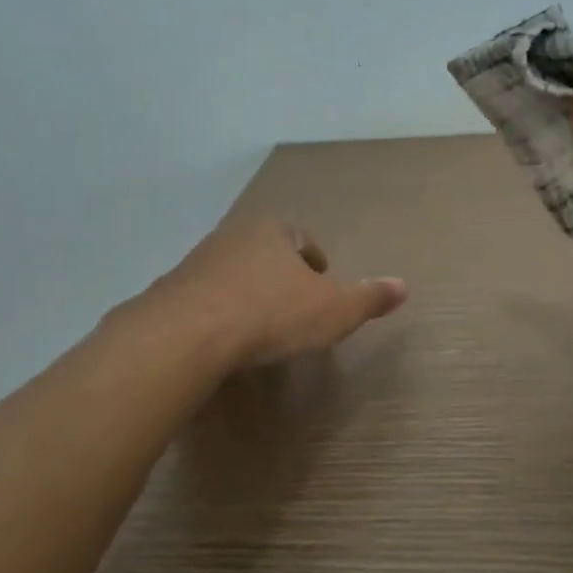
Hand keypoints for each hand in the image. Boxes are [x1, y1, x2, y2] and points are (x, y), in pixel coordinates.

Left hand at [150, 217, 407, 368]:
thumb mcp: (335, 309)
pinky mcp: (170, 293)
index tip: (321, 283)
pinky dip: (218, 314)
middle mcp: (233, 237)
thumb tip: (403, 286)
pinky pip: (203, 300)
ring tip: (260, 326)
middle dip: (281, 275)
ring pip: (233, 274)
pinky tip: (224, 340)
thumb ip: (369, 297)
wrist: (186, 335)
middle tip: (295, 306)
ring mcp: (197, 263)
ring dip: (248, 294)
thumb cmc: (271, 314)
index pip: (301, 238)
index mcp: (273, 232)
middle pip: (265, 252)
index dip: (315, 261)